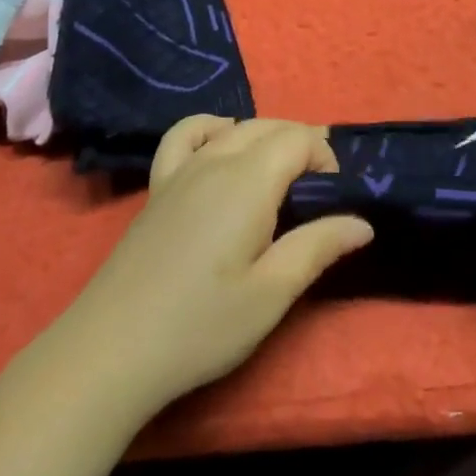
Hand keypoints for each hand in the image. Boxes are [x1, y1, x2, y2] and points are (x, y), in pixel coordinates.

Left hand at [63, 117, 373, 412]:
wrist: (113, 348)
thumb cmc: (201, 325)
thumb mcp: (271, 294)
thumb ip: (317, 247)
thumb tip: (362, 221)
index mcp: (249, 180)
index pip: (298, 139)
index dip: (324, 157)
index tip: (335, 197)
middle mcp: (217, 159)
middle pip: (269, 127)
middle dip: (301, 145)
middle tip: (318, 190)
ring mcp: (182, 169)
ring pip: (234, 128)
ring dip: (266, 136)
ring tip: (281, 171)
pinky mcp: (158, 185)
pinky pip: (185, 134)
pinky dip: (210, 126)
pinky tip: (220, 139)